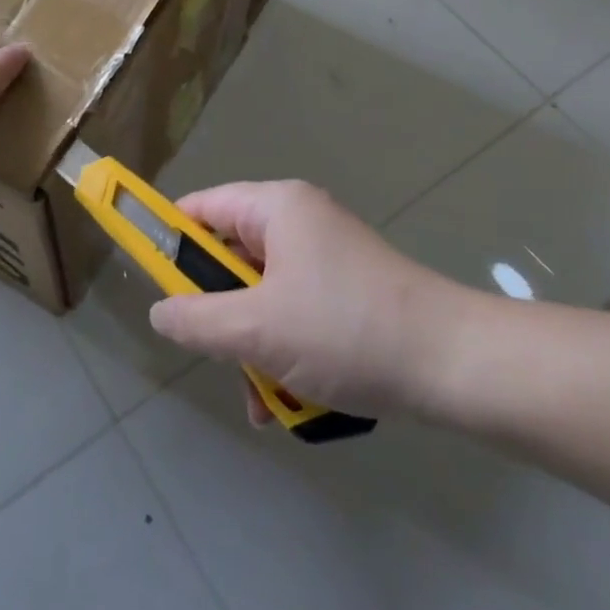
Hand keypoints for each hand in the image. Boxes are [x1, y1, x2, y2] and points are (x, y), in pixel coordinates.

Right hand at [148, 180, 474, 421]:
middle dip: (221, 314)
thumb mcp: (257, 329)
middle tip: (219, 354)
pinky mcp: (350, 292)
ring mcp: (329, 258)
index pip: (202, 207)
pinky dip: (287, 352)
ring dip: (254, 346)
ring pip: (264, 295)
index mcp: (277, 207)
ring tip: (262, 398)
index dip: (170, 240)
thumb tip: (160, 313)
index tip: (154, 285)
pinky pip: (297, 314)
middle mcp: (301, 222)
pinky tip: (291, 401)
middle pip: (232, 257)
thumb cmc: (345, 330)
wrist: (455, 365)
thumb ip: (197, 320)